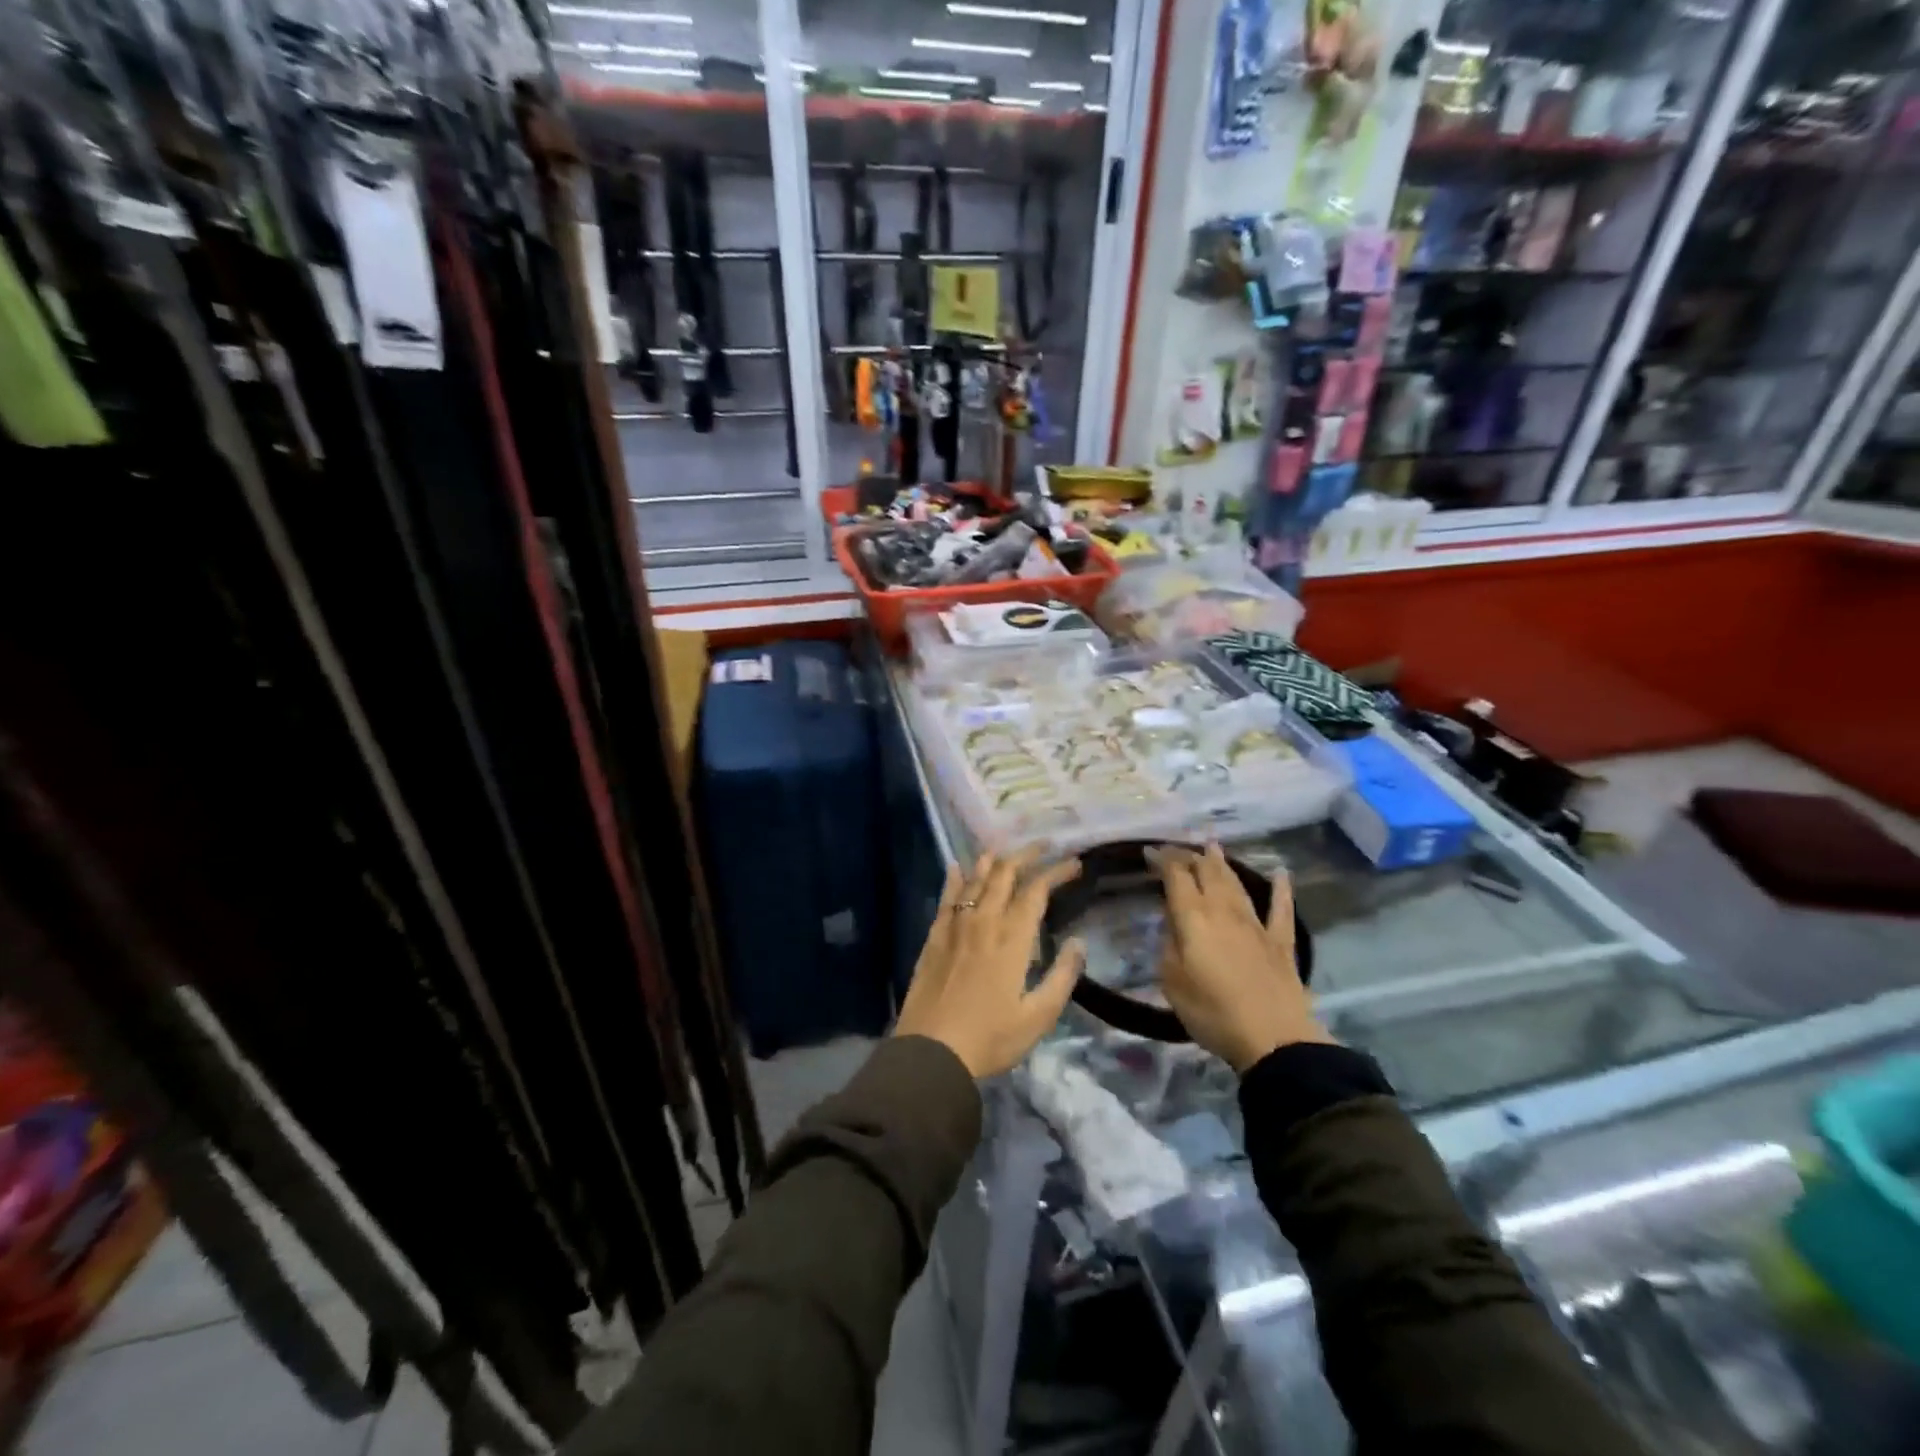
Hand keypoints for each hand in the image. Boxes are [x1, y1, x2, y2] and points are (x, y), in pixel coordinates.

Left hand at [894, 848, 1084, 1078]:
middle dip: (1027, 855)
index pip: (1037, 890)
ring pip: (975, 880)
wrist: (931, 1051)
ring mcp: (955, 926)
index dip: (1057, 872)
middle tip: (1044, 846)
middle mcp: (984, 921)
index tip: (1075, 863)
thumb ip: (1062, 976)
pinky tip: (957, 867)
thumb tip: (1078, 942)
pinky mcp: (934, 937)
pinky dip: (955, 878)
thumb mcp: (1038, 1016)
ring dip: (993, 860)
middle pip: (1005, 874)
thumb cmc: (990, 1038)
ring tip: (1005, 850)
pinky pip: (946, 898)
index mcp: (1013, 938)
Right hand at [1150, 843, 1332, 1073]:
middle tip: (1179, 848)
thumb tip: (1173, 923)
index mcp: (1193, 918)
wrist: (1274, 1039)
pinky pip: (1280, 908)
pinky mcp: (1281, 942)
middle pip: (1207, 873)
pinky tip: (1281, 873)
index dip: (1163, 860)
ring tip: (1213, 847)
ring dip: (1223, 863)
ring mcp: (1256, 924)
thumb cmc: (1212, 1013)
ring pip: (1236, 884)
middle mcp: (1224, 911)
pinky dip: (1281, 889)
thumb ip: (1169, 945)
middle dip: (1191, 856)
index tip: (1150, 852)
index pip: (1176, 877)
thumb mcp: (1172, 981)